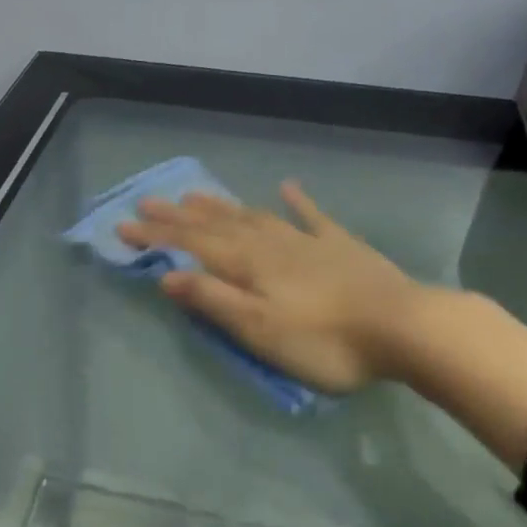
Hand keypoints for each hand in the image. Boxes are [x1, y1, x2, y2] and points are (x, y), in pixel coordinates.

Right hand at [118, 181, 416, 394]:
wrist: (405, 327)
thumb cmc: (324, 340)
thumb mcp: (258, 329)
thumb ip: (213, 299)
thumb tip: (166, 275)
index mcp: (247, 264)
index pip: (190, 244)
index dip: (154, 235)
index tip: (121, 225)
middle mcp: (270, 243)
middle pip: (216, 224)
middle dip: (178, 214)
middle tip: (147, 200)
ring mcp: (306, 241)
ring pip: (253, 216)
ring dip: (220, 206)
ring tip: (194, 194)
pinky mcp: (340, 246)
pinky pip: (311, 216)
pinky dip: (296, 201)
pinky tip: (286, 187)